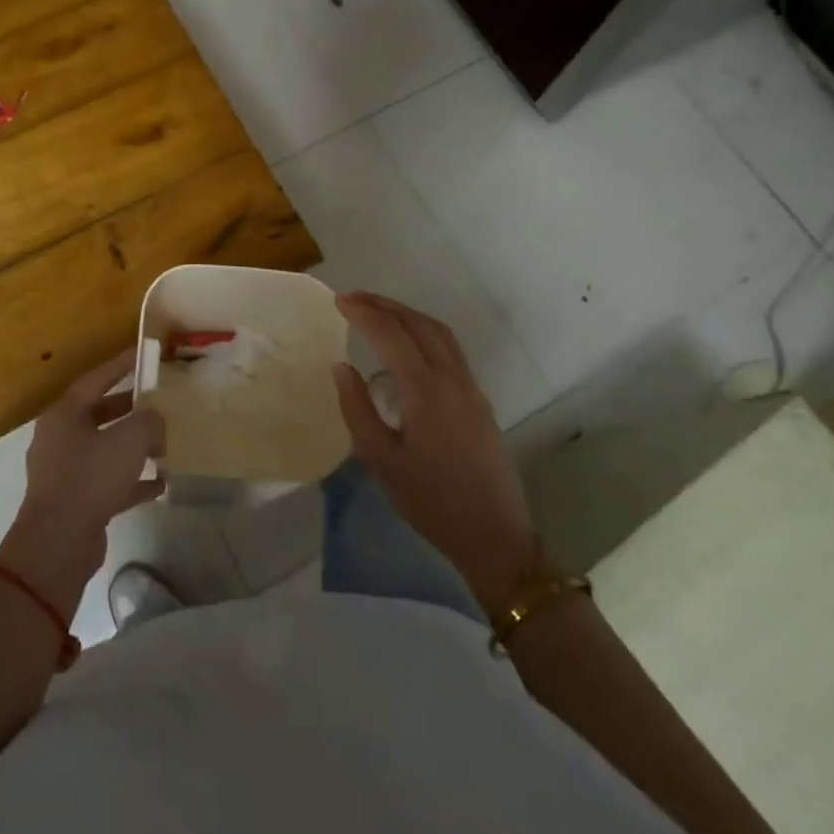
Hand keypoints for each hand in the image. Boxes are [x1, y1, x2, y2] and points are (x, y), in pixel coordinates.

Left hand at [0, 349, 165, 617]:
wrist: (58, 544)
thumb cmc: (90, 478)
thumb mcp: (129, 440)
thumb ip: (149, 421)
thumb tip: (155, 422)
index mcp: (65, 413)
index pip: (97, 378)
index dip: (123, 364)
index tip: (145, 354)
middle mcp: (61, 437)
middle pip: (100, 412)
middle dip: (131, 407)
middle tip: (160, 399)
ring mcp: (66, 470)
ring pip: (105, 447)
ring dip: (134, 445)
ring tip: (165, 442)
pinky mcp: (76, 500)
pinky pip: (109, 481)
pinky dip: (133, 480)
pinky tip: (161, 482)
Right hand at [332, 292, 544, 615]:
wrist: (494, 535)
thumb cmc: (430, 501)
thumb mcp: (381, 460)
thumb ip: (357, 409)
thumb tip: (342, 367)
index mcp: (425, 390)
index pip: (391, 335)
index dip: (364, 313)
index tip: (339, 301)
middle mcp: (452, 378)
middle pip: (418, 324)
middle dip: (385, 305)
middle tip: (354, 298)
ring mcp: (470, 387)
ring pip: (439, 332)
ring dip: (407, 314)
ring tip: (378, 311)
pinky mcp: (479, 400)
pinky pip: (450, 348)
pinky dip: (424, 331)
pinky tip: (408, 343)